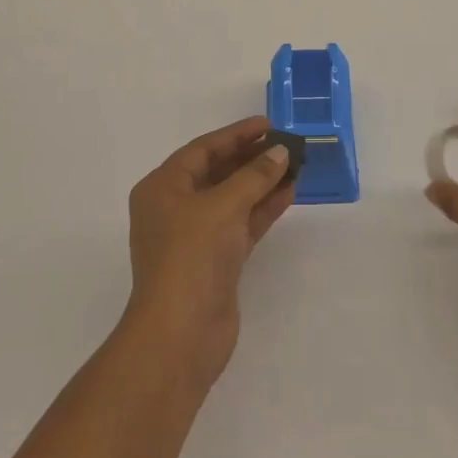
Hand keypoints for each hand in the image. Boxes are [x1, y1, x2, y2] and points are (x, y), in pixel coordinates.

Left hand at [126, 115, 294, 389]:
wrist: (181, 332)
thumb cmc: (192, 255)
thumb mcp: (224, 205)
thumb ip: (255, 175)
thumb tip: (281, 152)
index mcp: (162, 188)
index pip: (202, 150)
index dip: (236, 135)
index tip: (269, 124)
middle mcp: (174, 208)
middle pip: (217, 172)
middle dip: (251, 158)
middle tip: (286, 144)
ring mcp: (195, 237)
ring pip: (232, 199)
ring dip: (262, 182)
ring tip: (296, 165)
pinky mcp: (215, 261)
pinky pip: (241, 223)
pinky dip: (263, 208)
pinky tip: (289, 193)